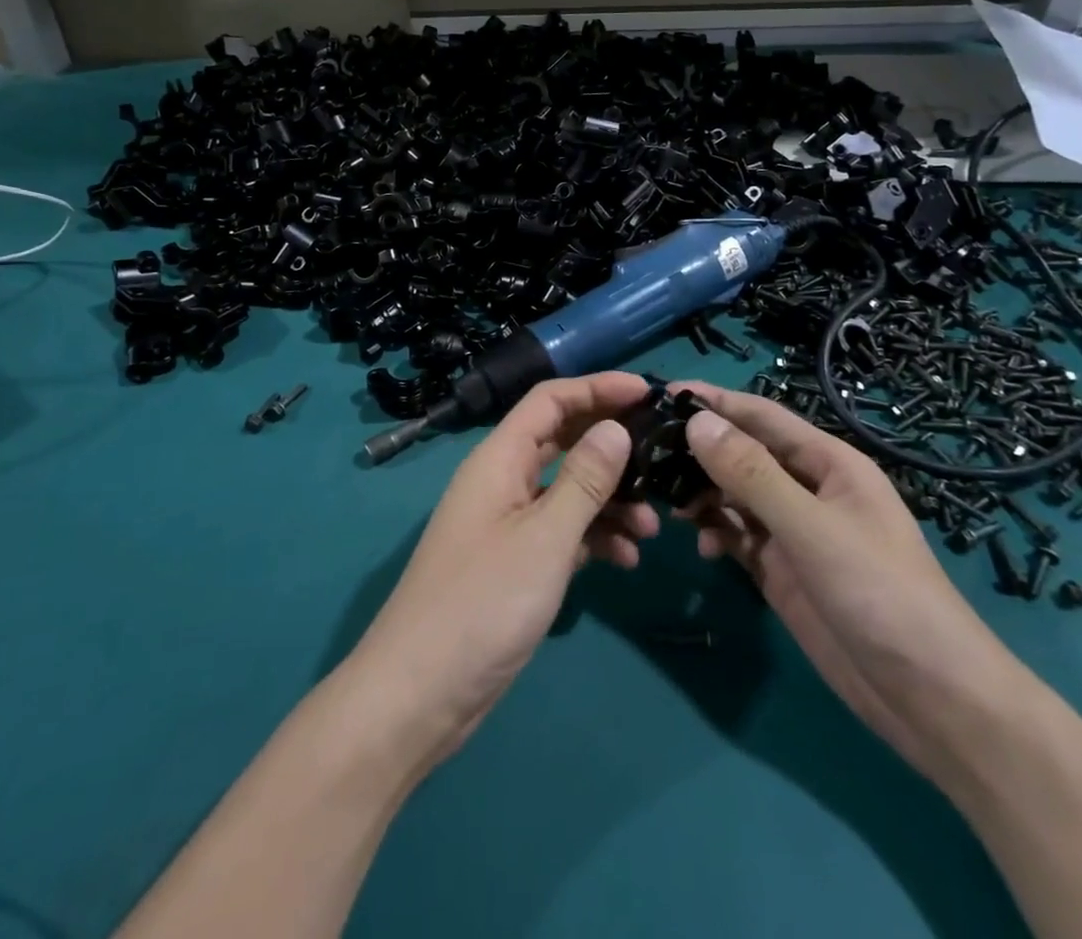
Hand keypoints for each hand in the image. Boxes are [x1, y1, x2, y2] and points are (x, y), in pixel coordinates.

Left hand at [344, 372, 655, 772]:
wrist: (420, 693)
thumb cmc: (483, 604)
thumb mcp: (544, 538)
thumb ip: (584, 480)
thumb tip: (616, 426)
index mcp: (499, 458)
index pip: (550, 400)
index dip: (597, 388)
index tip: (647, 392)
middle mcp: (502, 479)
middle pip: (562, 440)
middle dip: (611, 446)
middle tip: (661, 456)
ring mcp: (507, 522)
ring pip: (567, 489)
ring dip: (609, 500)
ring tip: (653, 528)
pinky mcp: (514, 561)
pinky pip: (561, 531)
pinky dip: (593, 537)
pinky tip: (626, 560)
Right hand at [672, 382, 1037, 785]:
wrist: (931, 700)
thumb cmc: (881, 595)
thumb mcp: (812, 529)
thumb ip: (752, 475)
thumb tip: (696, 421)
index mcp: (828, 463)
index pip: (760, 416)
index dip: (714, 401)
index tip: (660, 394)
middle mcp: (807, 488)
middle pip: (742, 454)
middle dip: (699, 451)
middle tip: (646, 454)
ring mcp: (794, 532)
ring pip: (734, 495)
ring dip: (701, 495)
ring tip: (665, 504)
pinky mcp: (782, 571)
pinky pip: (737, 536)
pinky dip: (714, 534)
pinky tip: (698, 546)